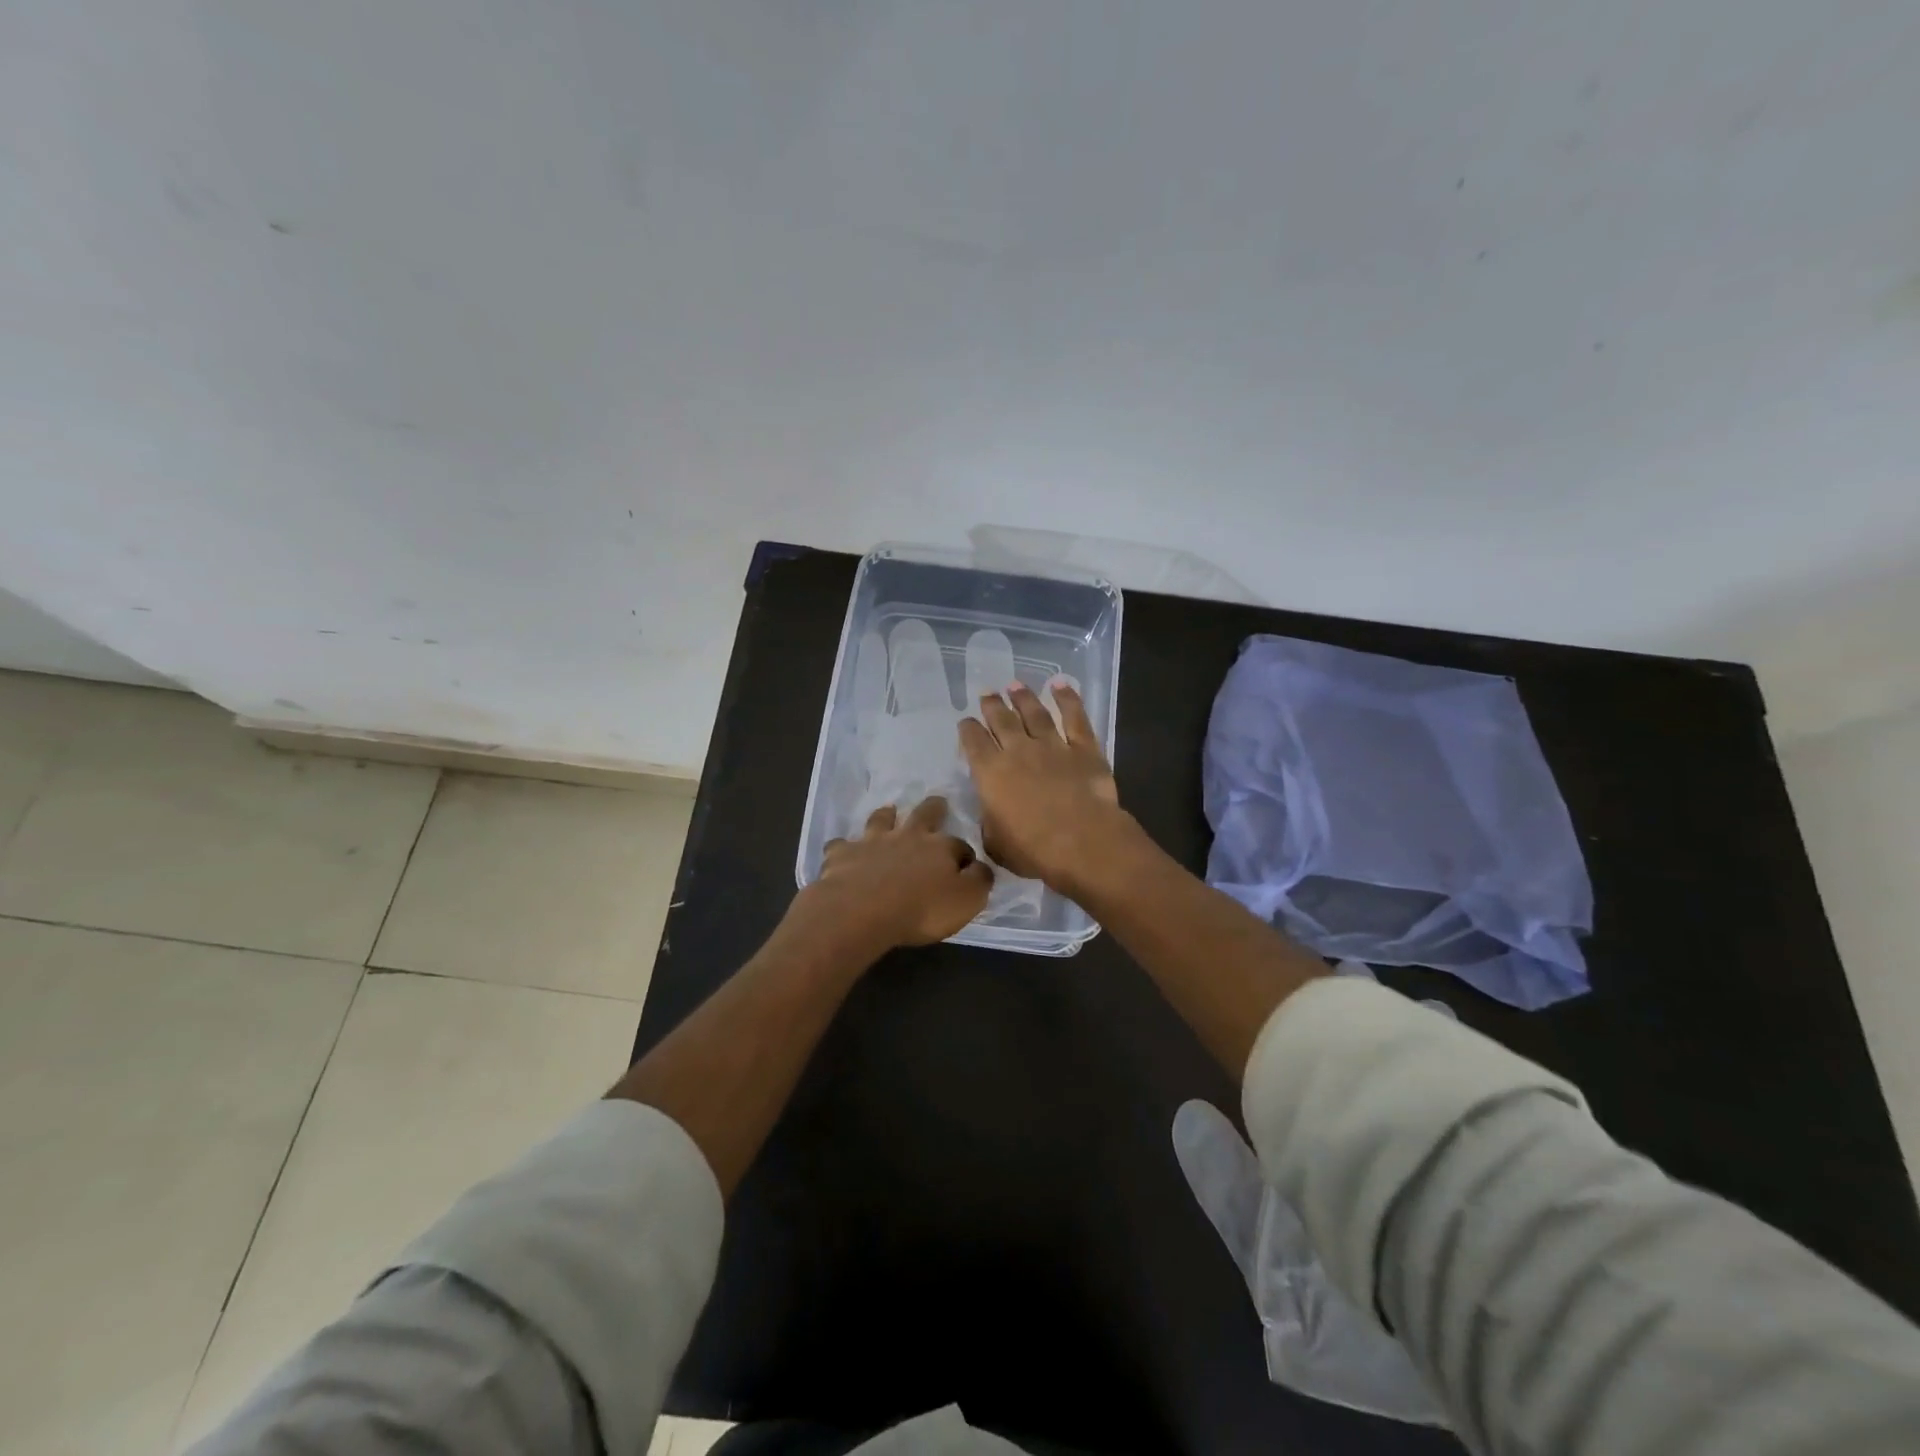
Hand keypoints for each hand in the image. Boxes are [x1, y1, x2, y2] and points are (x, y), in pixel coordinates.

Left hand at [792, 797, 992, 955]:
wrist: (861, 909)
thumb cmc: (921, 909)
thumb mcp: (966, 901)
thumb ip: (978, 881)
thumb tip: (980, 867)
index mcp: (940, 847)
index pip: (960, 846)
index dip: (964, 854)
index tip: (966, 864)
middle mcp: (908, 836)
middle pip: (924, 815)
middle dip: (933, 808)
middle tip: (937, 802)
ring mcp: (872, 841)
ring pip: (881, 820)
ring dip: (886, 816)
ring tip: (888, 811)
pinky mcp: (842, 854)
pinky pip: (841, 845)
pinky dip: (843, 847)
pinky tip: (841, 852)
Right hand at [958, 680, 1129, 891]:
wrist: (1082, 842)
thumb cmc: (1033, 850)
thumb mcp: (996, 844)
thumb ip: (990, 823)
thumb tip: (991, 814)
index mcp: (990, 773)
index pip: (973, 742)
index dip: (968, 729)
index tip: (966, 722)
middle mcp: (1018, 751)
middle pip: (1001, 720)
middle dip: (992, 705)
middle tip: (988, 693)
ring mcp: (1052, 746)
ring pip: (1034, 713)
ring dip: (1023, 698)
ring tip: (1015, 685)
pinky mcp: (1083, 748)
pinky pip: (1074, 717)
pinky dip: (1067, 699)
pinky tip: (1060, 684)